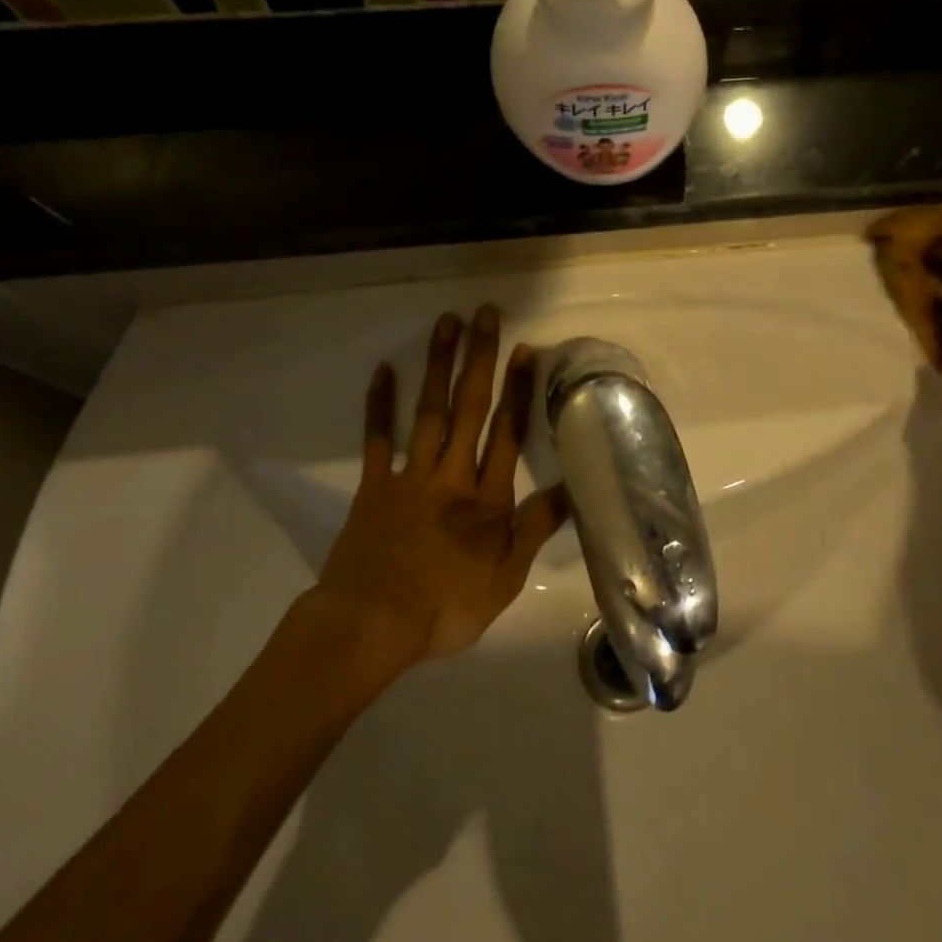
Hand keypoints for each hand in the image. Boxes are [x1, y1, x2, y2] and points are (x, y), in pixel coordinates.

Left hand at [312, 305, 567, 674]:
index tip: (525, 349)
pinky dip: (380, 405)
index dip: (518, 390)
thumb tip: (573, 489)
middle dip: (479, 359)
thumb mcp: (505, 578)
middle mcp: (451, 475)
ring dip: (438, 366)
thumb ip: (536, 528)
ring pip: (429, 412)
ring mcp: (408, 477)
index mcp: (486, 498)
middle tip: (485, 314)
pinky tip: (384, 370)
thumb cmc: (444, 607)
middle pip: (469, 408)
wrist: (368, 627)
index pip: (507, 433)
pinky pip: (377, 440)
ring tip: (446, 323)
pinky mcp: (373, 487)